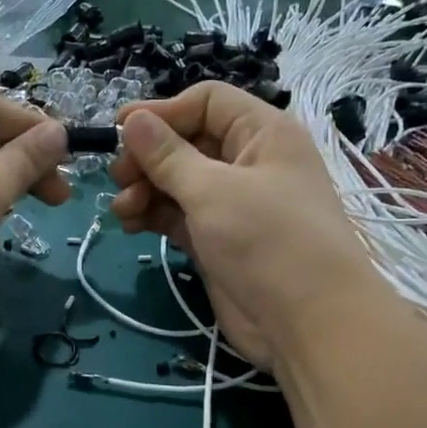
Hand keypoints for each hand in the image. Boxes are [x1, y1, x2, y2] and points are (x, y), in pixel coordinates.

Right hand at [110, 84, 381, 371]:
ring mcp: (233, 204)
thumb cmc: (267, 241)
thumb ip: (168, 155)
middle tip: (117, 177)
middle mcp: (249, 162)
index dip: (163, 111)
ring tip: (122, 209)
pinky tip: (130, 224)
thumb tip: (132, 119)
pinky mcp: (219, 240)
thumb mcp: (213, 191)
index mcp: (263, 133)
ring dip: (146, 189)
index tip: (121, 129)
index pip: (207, 102)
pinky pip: (179, 216)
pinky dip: (154, 216)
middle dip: (149, 157)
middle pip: (188, 142)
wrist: (309, 325)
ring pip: (179, 182)